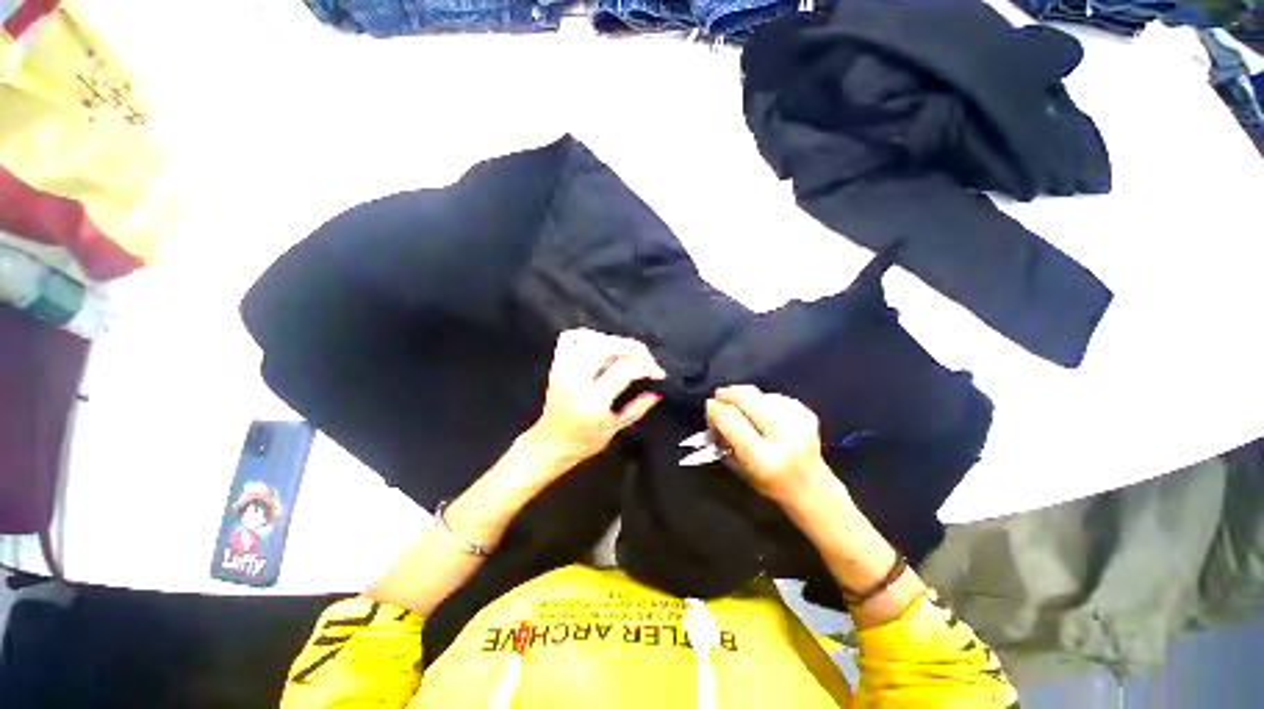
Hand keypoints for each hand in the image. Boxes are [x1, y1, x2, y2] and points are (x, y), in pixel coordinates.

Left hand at [526, 328, 666, 471]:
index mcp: (592, 399)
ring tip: (628, 352)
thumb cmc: (584, 440)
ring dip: (614, 340)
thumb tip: (656, 392)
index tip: (659, 373)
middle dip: (633, 348)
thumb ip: (637, 408)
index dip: (647, 367)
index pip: (624, 370)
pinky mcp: (557, 364)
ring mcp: (563, 368)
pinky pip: (571, 338)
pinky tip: (603, 344)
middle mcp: (575, 379)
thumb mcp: (615, 429)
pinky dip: (589, 335)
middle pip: (606, 347)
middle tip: (647, 358)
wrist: (551, 443)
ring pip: (590, 338)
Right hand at [704, 385, 827, 503]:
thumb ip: (724, 439)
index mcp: (762, 458)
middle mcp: (782, 438)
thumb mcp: (739, 468)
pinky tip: (763, 411)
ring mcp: (798, 424)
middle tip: (720, 394)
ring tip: (742, 406)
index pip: (730, 420)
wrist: (811, 488)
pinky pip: (777, 397)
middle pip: (747, 398)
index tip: (709, 406)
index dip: (715, 408)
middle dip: (729, 393)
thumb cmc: (768, 482)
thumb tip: (714, 410)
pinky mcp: (808, 414)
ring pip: (761, 395)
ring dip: (747, 397)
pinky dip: (765, 401)